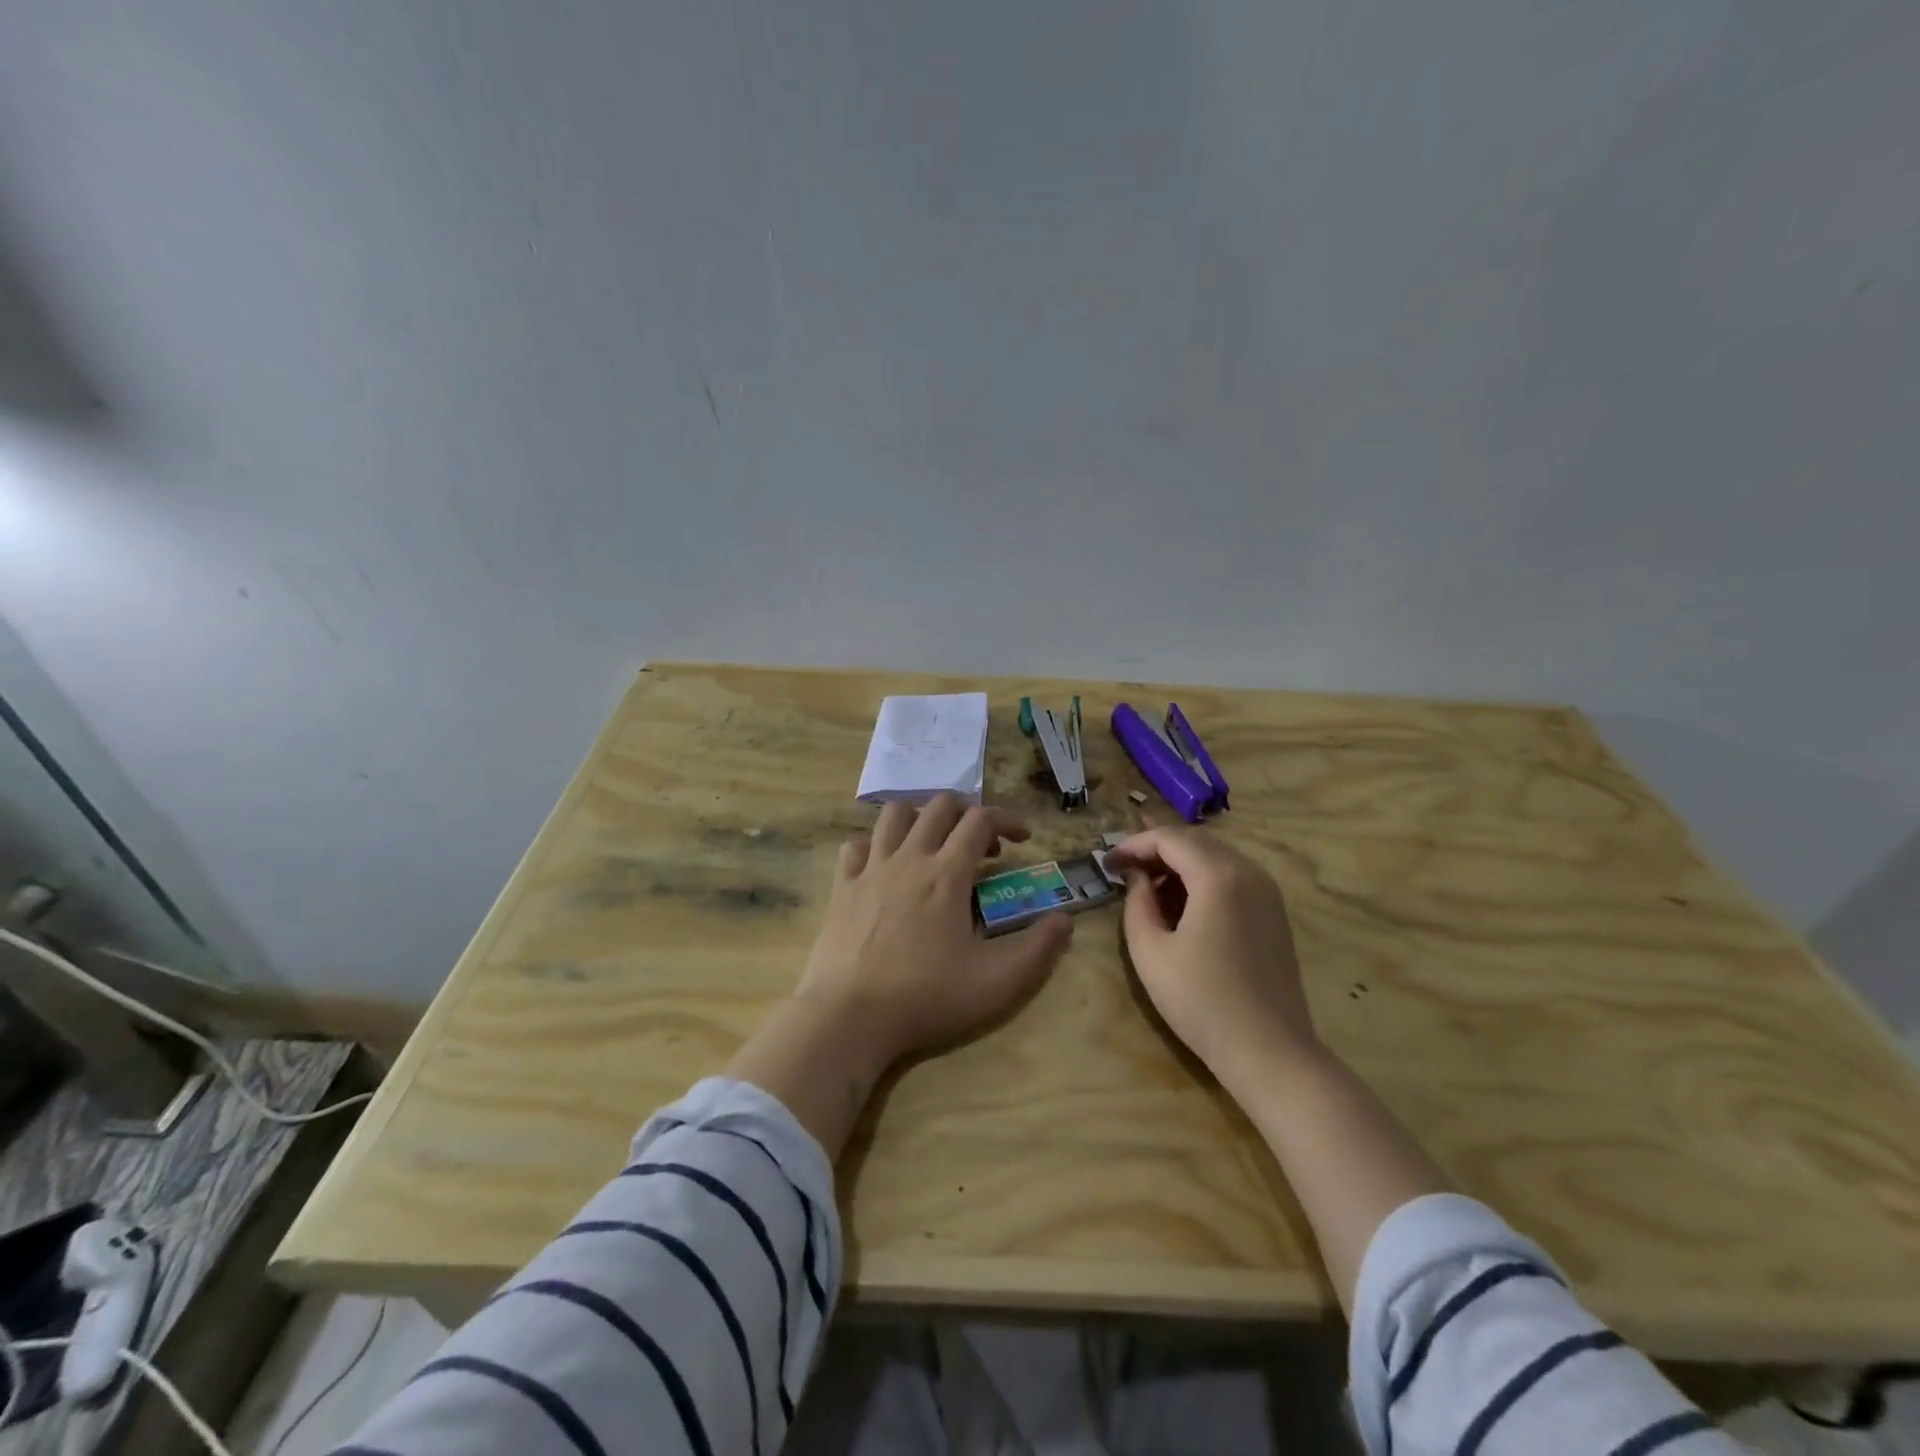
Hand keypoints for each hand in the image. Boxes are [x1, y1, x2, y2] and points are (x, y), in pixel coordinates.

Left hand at [796, 792, 1074, 1068]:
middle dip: (968, 812)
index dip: (1007, 819)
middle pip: (939, 805)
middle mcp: (909, 858)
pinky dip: (875, 845)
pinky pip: (856, 845)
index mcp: (947, 874)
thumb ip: (1039, 949)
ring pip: (894, 814)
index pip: (981, 820)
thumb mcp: (997, 983)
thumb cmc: (926, 998)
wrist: (848, 1017)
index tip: (1023, 839)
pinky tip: (884, 866)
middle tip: (981, 845)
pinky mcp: (842, 887)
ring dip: (921, 817)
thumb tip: (1065, 920)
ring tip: (933, 844)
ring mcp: (870, 869)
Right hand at [1103, 824, 1316, 1086]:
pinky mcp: (1275, 913)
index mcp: (1219, 876)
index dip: (1133, 845)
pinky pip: (1233, 877)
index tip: (1107, 864)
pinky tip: (1182, 907)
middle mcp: (1249, 872)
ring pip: (1216, 857)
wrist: (1269, 1052)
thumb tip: (1137, 878)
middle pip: (1195, 841)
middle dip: (1156, 850)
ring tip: (1148, 890)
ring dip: (1179, 864)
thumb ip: (1137, 902)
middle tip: (1124, 871)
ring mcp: (1268, 892)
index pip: (1169, 839)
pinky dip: (1202, 879)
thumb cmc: (1201, 1001)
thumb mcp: (1150, 951)